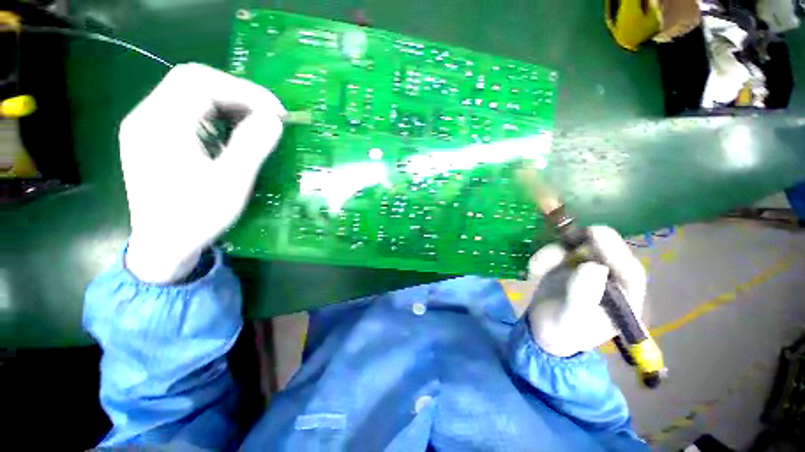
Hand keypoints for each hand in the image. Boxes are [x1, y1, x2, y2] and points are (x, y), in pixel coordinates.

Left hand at [120, 63, 285, 282]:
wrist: (164, 246)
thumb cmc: (196, 218)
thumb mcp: (231, 184)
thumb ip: (252, 146)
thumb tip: (274, 119)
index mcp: (160, 125)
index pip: (200, 82)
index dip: (244, 91)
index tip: (277, 112)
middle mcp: (148, 117)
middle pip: (193, 82)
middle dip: (238, 94)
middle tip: (269, 116)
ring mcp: (148, 126)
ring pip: (190, 94)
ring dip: (229, 103)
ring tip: (257, 124)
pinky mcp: (155, 137)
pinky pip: (188, 112)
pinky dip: (217, 115)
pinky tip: (234, 133)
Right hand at [526, 226, 646, 356]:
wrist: (542, 330)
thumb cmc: (562, 332)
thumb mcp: (570, 319)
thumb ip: (582, 297)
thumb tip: (593, 266)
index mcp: (624, 300)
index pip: (629, 272)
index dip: (615, 251)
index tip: (595, 233)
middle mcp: (611, 281)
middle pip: (604, 252)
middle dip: (581, 245)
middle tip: (563, 238)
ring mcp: (590, 271)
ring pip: (578, 248)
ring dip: (554, 253)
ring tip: (536, 268)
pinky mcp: (570, 265)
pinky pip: (560, 251)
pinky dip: (545, 256)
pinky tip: (534, 269)